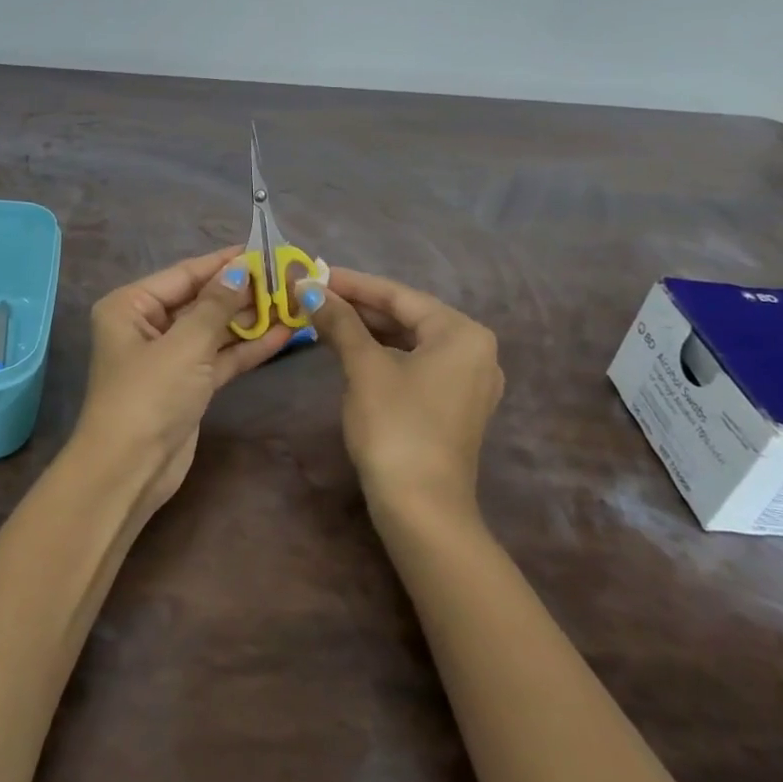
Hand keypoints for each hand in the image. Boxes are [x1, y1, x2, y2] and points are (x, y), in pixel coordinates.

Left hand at [73, 247, 293, 508]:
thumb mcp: (185, 344)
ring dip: (250, 319)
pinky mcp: (188, 384)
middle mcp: (147, 325)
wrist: (130, 470)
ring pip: (214, 329)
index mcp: (131, 306)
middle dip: (242, 291)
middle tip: (287, 277)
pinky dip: (247, 347)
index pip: (185, 274)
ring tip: (294, 301)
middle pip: (201, 300)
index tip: (263, 250)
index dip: (224, 263)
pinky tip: (283, 335)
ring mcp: (169, 356)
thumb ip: (216, 305)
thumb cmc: (149, 395)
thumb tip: (241, 269)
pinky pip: (220, 356)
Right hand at [297, 267, 503, 524]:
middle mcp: (475, 351)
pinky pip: (415, 365)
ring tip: (324, 318)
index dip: (352, 283)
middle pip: (407, 316)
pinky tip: (351, 350)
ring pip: (409, 341)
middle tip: (313, 296)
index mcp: (462, 332)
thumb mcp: (364, 367)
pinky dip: (383, 354)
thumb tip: (307, 288)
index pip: (399, 294)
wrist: (422, 508)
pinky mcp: (454, 407)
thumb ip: (339, 322)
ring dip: (367, 330)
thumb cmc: (396, 426)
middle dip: (358, 307)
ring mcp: (468, 381)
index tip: (313, 273)